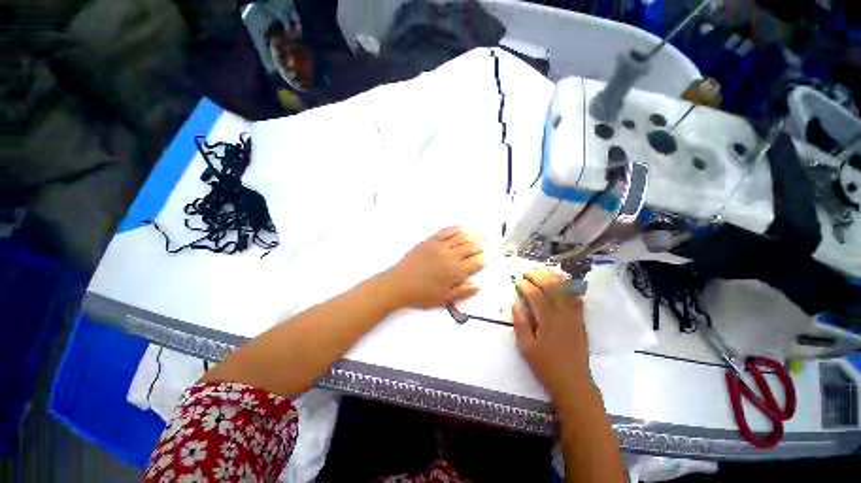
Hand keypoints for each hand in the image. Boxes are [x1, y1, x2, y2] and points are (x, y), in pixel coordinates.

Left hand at [385, 226, 485, 308]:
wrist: (398, 284)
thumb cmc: (422, 295)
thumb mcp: (444, 299)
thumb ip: (462, 292)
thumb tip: (478, 285)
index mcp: (454, 272)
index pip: (475, 262)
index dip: (483, 259)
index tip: (488, 256)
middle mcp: (450, 256)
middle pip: (470, 247)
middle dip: (481, 244)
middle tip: (488, 241)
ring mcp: (439, 246)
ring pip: (460, 237)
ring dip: (472, 234)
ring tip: (480, 232)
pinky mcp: (429, 241)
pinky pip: (445, 231)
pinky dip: (455, 228)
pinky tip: (461, 227)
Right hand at [512, 268, 590, 399]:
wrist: (574, 383)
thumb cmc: (546, 366)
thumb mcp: (526, 348)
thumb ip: (520, 324)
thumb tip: (516, 304)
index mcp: (547, 320)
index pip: (536, 296)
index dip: (526, 286)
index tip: (517, 280)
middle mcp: (562, 314)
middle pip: (551, 288)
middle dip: (539, 276)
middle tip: (527, 271)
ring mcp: (574, 317)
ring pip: (565, 291)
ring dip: (553, 278)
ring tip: (543, 271)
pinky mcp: (580, 322)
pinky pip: (576, 300)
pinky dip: (569, 289)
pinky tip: (564, 285)